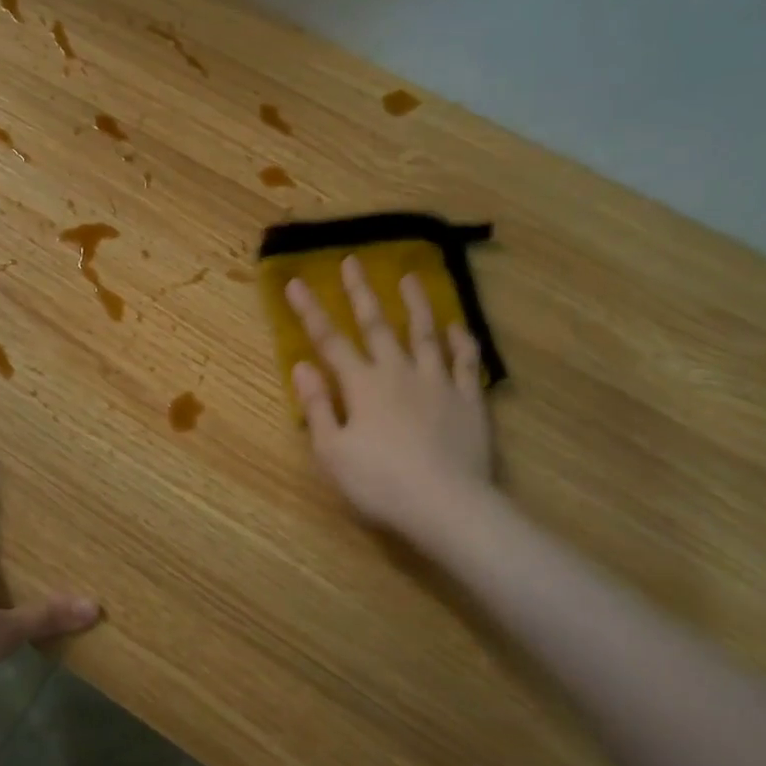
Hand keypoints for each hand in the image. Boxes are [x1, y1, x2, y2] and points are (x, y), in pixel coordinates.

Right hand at [286, 257, 493, 540]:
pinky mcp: (469, 400)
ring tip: (410, 277)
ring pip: (425, 334)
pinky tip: (459, 327)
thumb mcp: (332, 452)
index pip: (329, 341)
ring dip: (416, 304)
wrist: (446, 504)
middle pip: (377, 325)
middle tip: (353, 260)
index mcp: (362, 385)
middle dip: (361, 292)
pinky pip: (466, 362)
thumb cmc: (380, 483)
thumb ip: (318, 406)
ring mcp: (437, 383)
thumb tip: (302, 366)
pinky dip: (462, 341)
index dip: (310, 311)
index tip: (296, 282)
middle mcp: (398, 372)